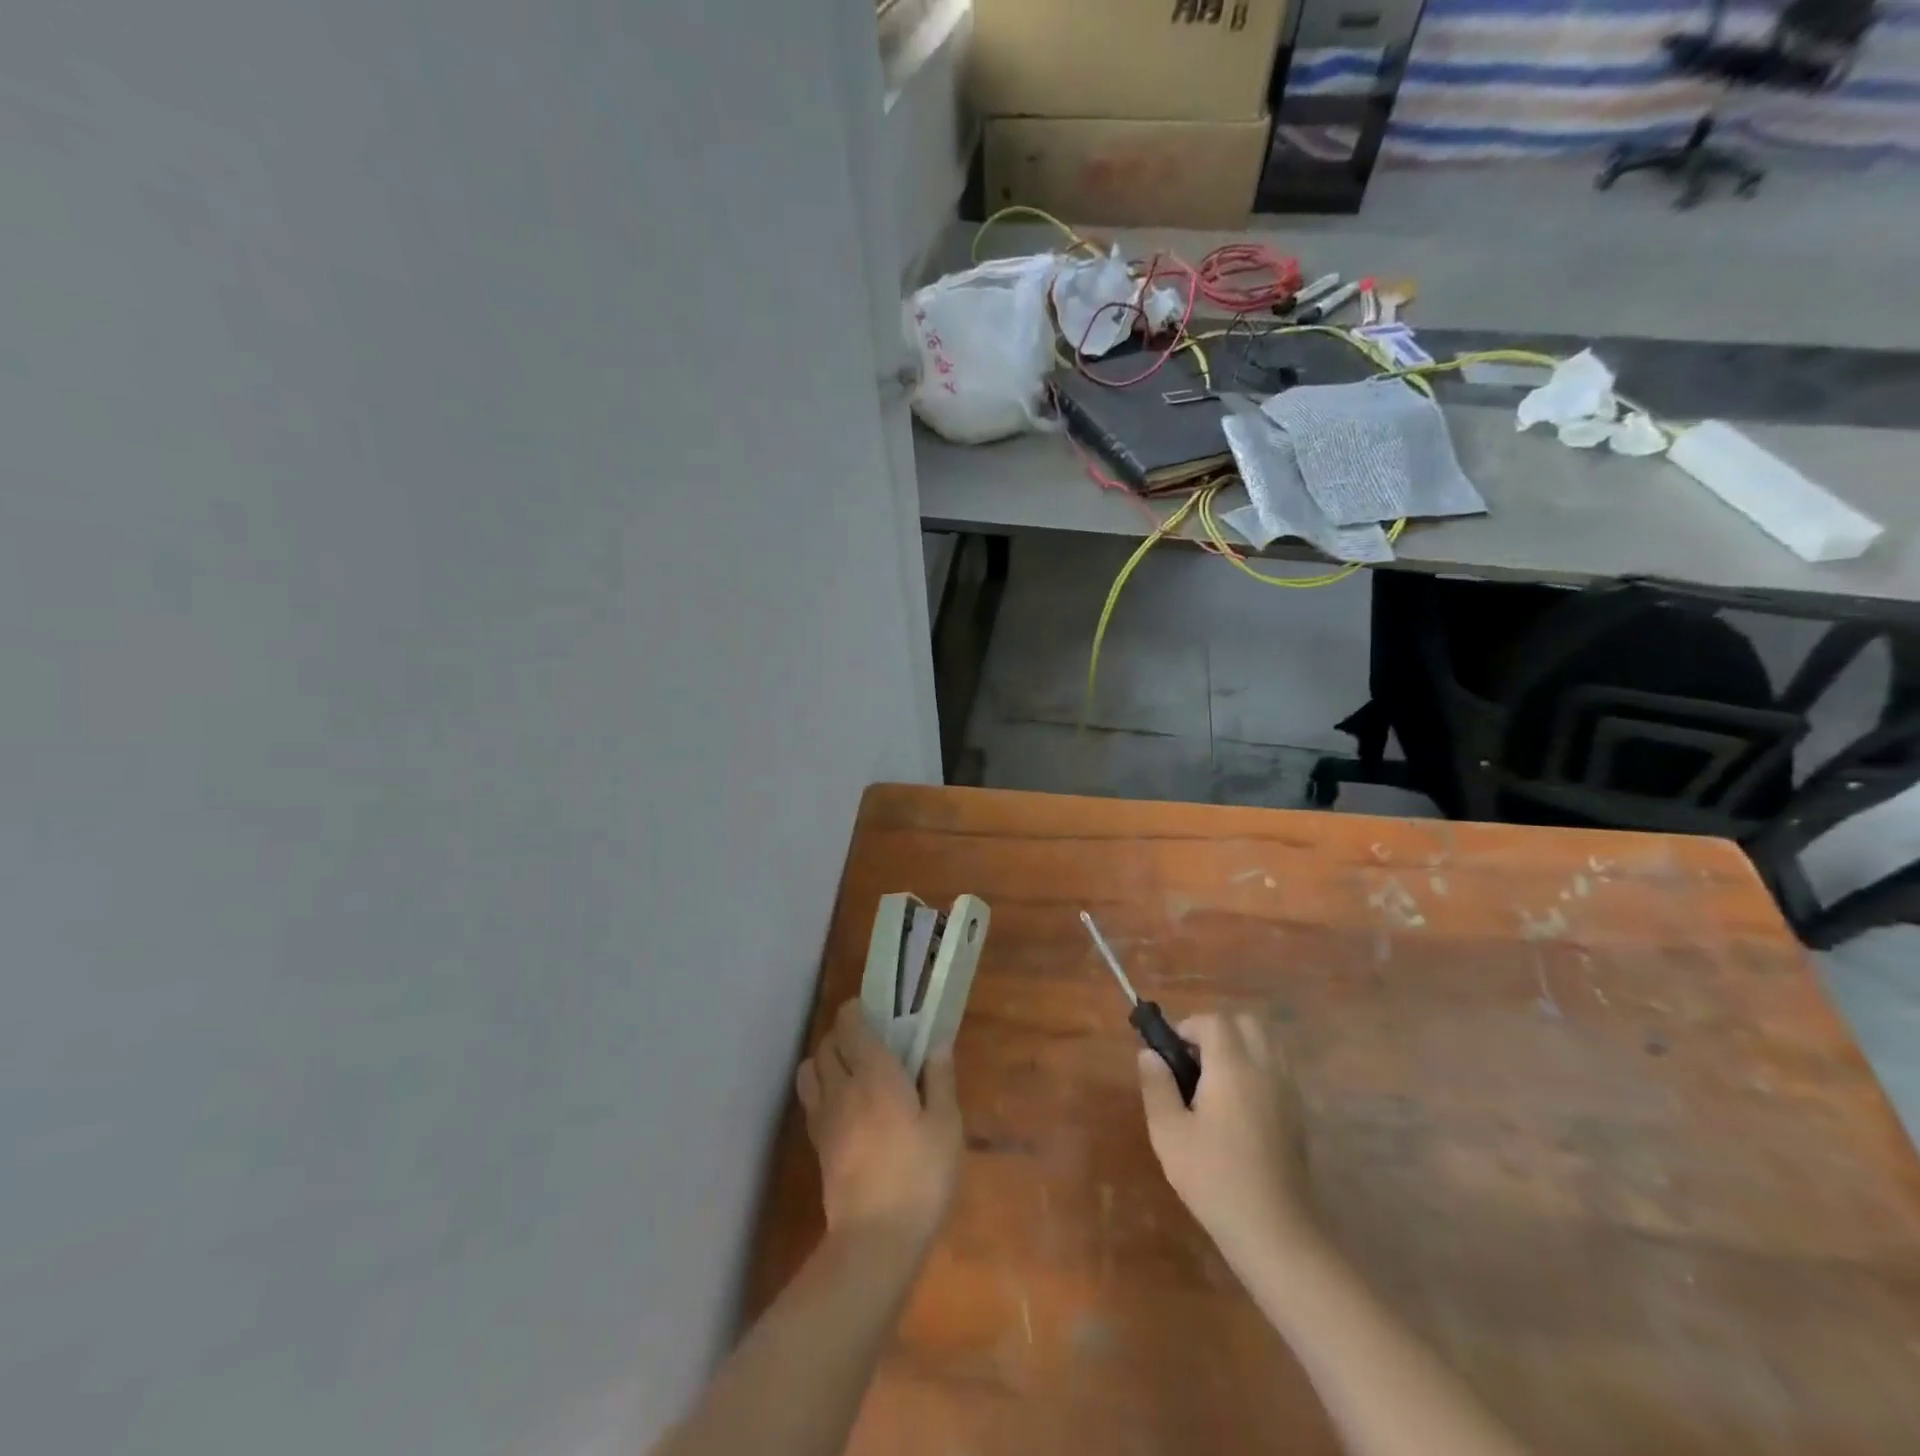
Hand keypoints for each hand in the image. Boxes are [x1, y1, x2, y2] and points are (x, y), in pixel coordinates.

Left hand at [795, 999, 962, 1248]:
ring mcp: (824, 1116)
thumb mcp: (946, 1126)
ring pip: (810, 1068)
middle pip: (826, 1042)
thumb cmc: (919, 1177)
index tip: (876, 1011)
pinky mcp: (817, 1143)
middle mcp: (842, 1086)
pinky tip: (845, 1105)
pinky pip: (810, 1099)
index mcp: (875, 1073)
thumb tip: (937, 1043)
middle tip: (871, 1041)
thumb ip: (940, 1078)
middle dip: (843, 1033)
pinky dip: (821, 1089)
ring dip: (826, 1060)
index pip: (849, 1024)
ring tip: (852, 1071)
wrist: (875, 1240)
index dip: (857, 1010)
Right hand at [1138, 1012, 1314, 1259]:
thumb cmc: (1214, 1179)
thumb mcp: (1168, 1133)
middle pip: (1246, 1023)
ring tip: (1217, 1080)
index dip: (1189, 1027)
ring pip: (1268, 1043)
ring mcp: (1288, 1091)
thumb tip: (1150, 1054)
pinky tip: (1241, 1104)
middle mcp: (1265, 1069)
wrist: (1275, 1231)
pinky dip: (1259, 1068)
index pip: (1214, 1021)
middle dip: (1218, 1031)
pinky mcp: (1299, 1114)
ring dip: (1241, 1047)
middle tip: (1195, 1062)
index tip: (1172, 1053)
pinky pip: (1280, 1069)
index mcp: (1232, 1067)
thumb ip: (1157, 1086)